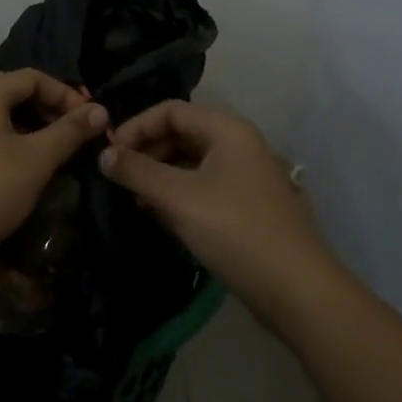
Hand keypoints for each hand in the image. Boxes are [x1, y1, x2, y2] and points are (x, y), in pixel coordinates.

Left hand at [0, 70, 108, 271]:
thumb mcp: (37, 159)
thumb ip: (70, 131)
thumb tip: (101, 110)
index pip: (32, 77)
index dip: (65, 93)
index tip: (89, 119)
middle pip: (13, 90)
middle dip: (47, 105)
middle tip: (72, 129)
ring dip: (30, 123)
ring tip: (53, 146)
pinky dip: (10, 137)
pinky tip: (24, 162)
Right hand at [100, 100, 333, 328]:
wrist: (298, 291)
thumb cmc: (236, 232)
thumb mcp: (178, 199)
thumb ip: (137, 172)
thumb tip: (103, 154)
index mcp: (228, 129)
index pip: (171, 110)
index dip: (136, 126)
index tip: (109, 153)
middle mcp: (240, 144)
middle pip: (183, 132)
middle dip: (147, 150)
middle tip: (119, 177)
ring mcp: (247, 175)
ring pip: (193, 161)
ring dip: (160, 173)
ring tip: (135, 198)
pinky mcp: (249, 205)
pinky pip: (205, 184)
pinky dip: (179, 192)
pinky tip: (162, 214)